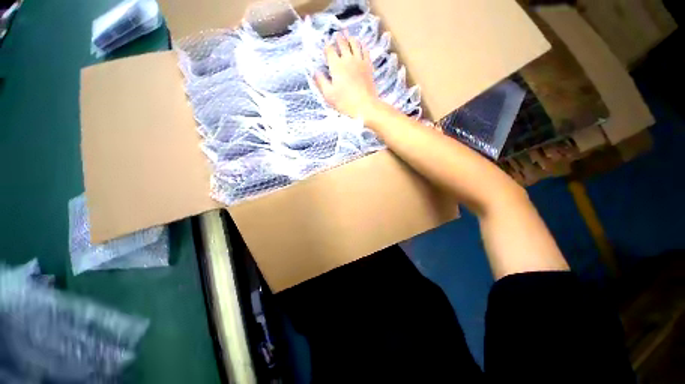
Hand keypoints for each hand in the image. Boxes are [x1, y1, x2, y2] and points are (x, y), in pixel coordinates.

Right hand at [315, 33, 381, 121]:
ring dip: (350, 38)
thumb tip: (315, 72)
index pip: (329, 50)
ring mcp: (359, 61)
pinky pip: (365, 50)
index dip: (327, 47)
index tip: (325, 47)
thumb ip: (321, 82)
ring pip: (354, 43)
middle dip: (338, 39)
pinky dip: (362, 45)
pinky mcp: (368, 66)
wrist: (365, 106)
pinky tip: (361, 44)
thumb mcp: (329, 95)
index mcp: (336, 66)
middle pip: (342, 43)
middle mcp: (347, 59)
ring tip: (347, 36)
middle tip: (336, 35)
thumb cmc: (345, 103)